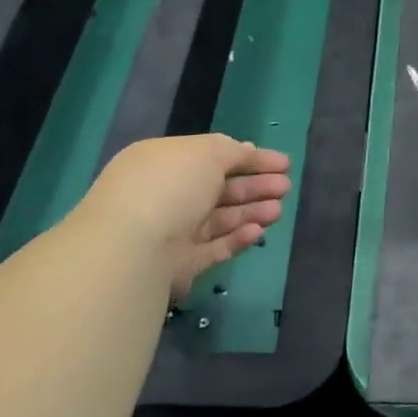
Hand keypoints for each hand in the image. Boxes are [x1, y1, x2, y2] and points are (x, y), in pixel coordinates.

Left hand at [78, 134, 290, 301]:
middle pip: (219, 189)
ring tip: (278, 210)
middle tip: (285, 187)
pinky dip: (237, 238)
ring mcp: (171, 231)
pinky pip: (213, 248)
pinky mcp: (178, 265)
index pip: (213, 157)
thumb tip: (247, 151)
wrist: (131, 248)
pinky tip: (259, 232)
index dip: (250, 158)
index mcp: (164, 162)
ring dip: (251, 212)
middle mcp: (165, 194)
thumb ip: (233, 150)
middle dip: (255, 186)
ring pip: (219, 219)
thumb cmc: (170, 186)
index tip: (283, 163)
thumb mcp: (207, 152)